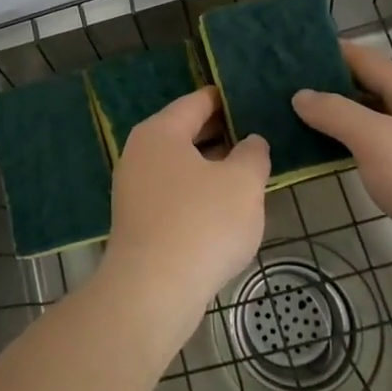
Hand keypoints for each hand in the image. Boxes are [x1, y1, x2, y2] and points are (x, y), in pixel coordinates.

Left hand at [96, 87, 267, 355]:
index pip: (197, 102)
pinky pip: (173, 192)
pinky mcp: (137, 220)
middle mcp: (139, 152)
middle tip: (258, 135)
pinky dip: (197, 191)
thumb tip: (251, 142)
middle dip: (221, 134)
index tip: (253, 99)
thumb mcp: (243, 183)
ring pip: (180, 165)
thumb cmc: (202, 224)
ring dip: (211, 166)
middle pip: (185, 132)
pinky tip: (223, 207)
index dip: (226, 99)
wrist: (153, 291)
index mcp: (160, 131)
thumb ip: (253, 155)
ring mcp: (133, 187)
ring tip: (248, 171)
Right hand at [293, 42, 391, 281]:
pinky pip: (389, 141)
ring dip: (346, 114)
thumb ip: (336, 113)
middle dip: (332, 85)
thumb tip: (301, 94)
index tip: (291, 54)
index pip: (363, 57)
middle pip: (372, 84)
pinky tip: (342, 153)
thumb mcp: (375, 141)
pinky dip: (362, 140)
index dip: (328, 53)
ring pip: (380, 114)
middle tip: (289, 90)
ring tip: (306, 120)